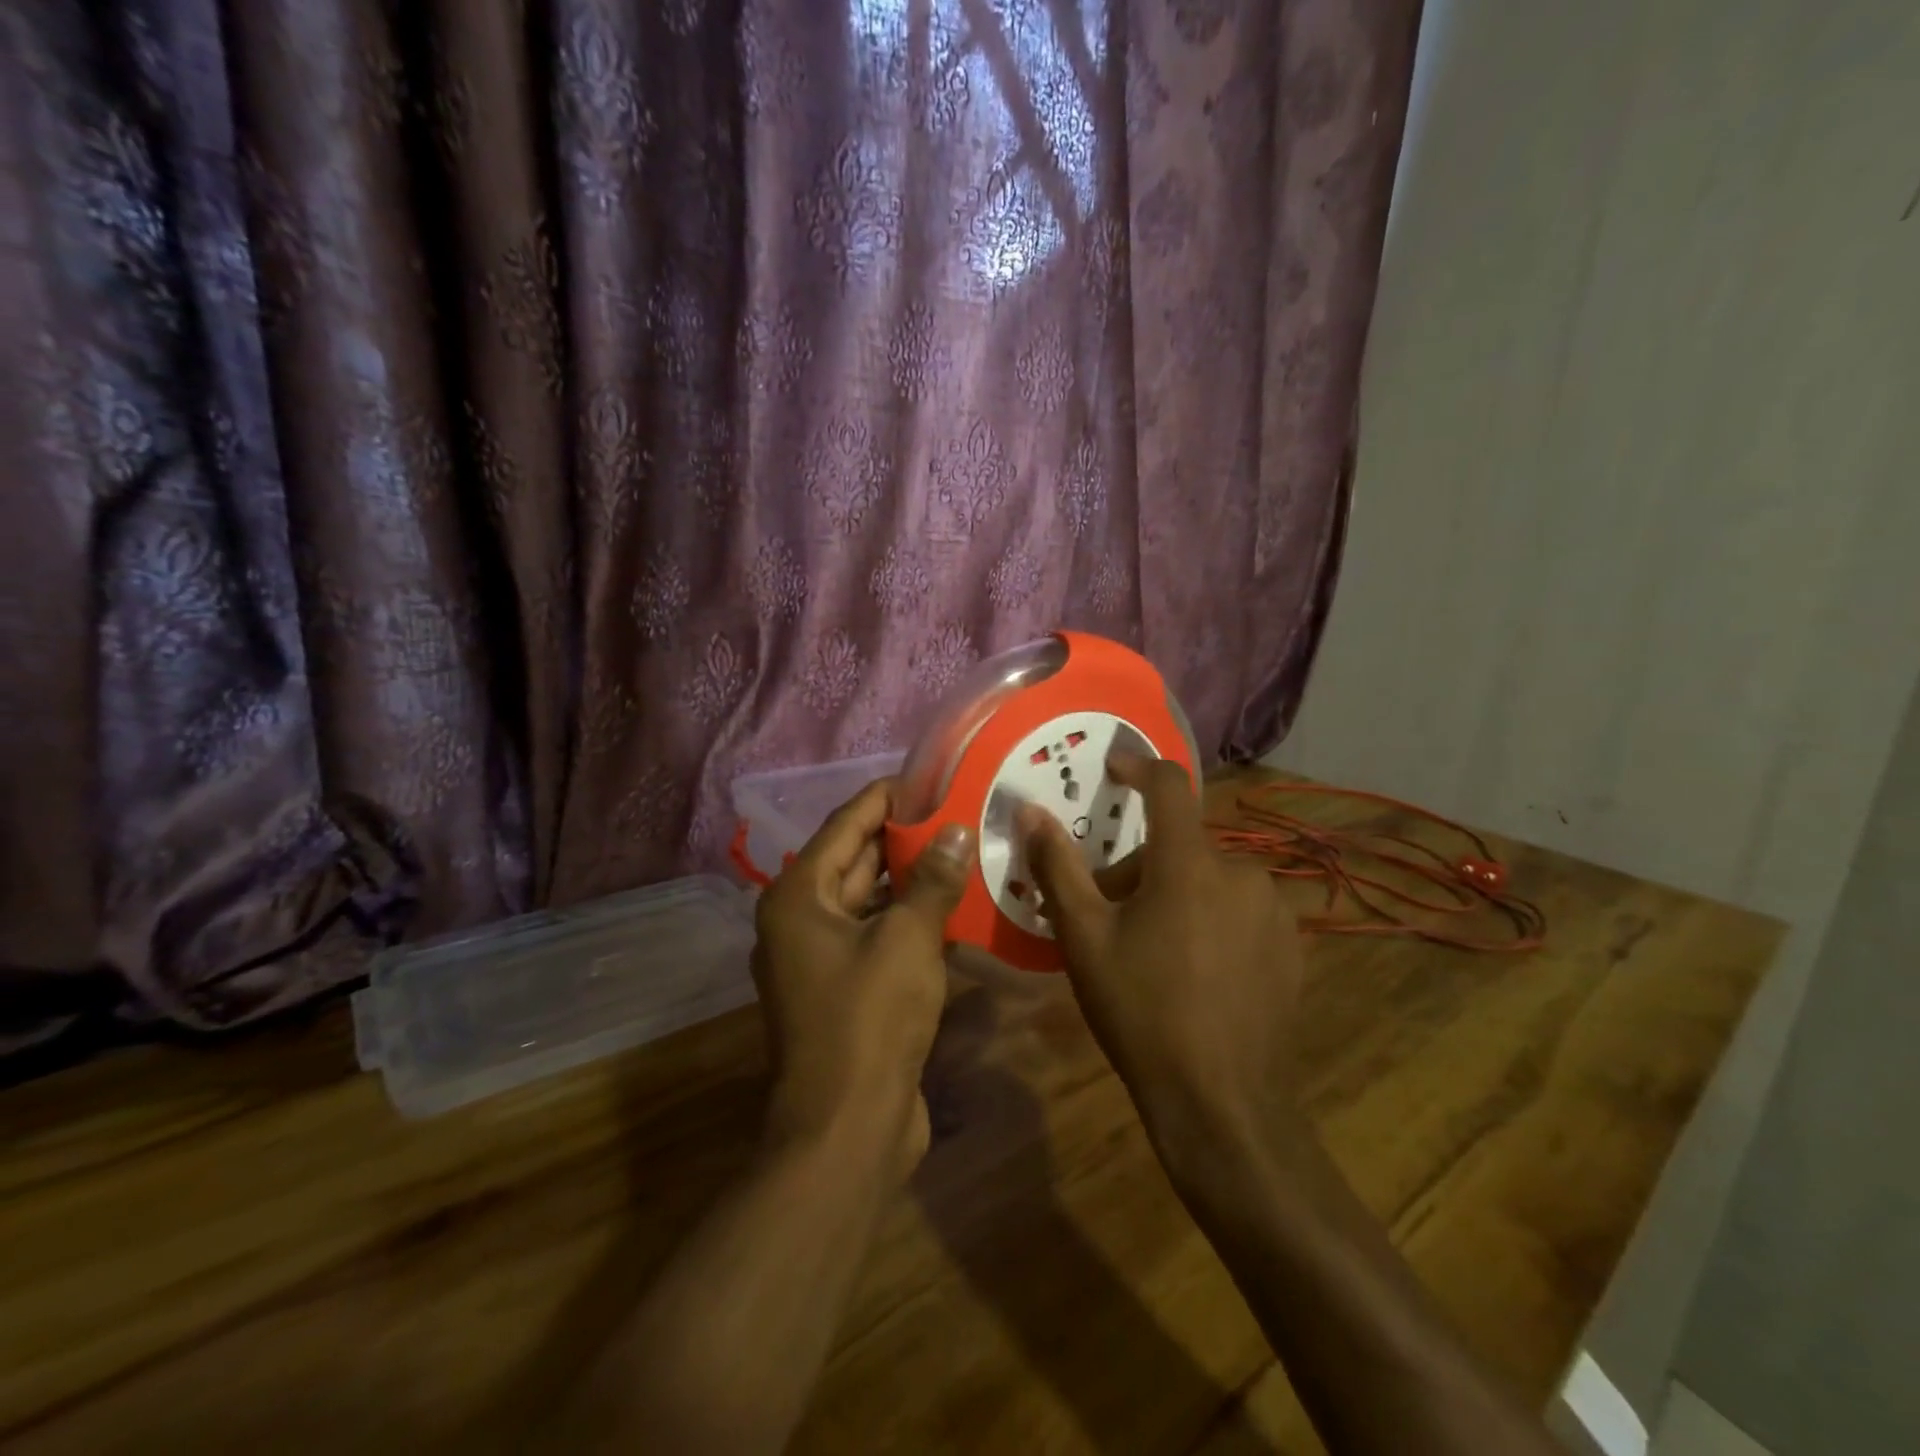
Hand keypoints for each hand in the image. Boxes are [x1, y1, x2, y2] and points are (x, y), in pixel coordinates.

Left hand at [753, 780, 974, 1178]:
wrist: (847, 1130)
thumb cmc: (869, 1021)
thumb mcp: (907, 940)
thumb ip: (932, 881)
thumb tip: (954, 830)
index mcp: (799, 897)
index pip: (846, 824)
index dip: (888, 798)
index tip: (929, 776)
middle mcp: (800, 920)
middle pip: (857, 861)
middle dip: (905, 837)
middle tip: (956, 810)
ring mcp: (820, 958)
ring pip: (870, 901)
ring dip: (912, 881)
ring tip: (962, 849)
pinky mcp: (843, 990)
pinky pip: (877, 936)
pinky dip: (909, 921)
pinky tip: (953, 907)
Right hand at [1020, 753, 1303, 1169]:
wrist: (1221, 1102)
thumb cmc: (1142, 1010)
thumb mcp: (1084, 938)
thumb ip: (1057, 866)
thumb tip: (1030, 812)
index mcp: (1189, 863)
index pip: (1169, 785)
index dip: (1138, 766)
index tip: (1113, 768)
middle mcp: (1240, 872)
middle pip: (1180, 845)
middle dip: (1140, 865)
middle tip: (1107, 912)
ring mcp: (1273, 910)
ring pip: (1210, 879)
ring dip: (1176, 893)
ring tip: (1150, 947)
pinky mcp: (1292, 946)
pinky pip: (1240, 909)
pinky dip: (1210, 919)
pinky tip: (1194, 971)